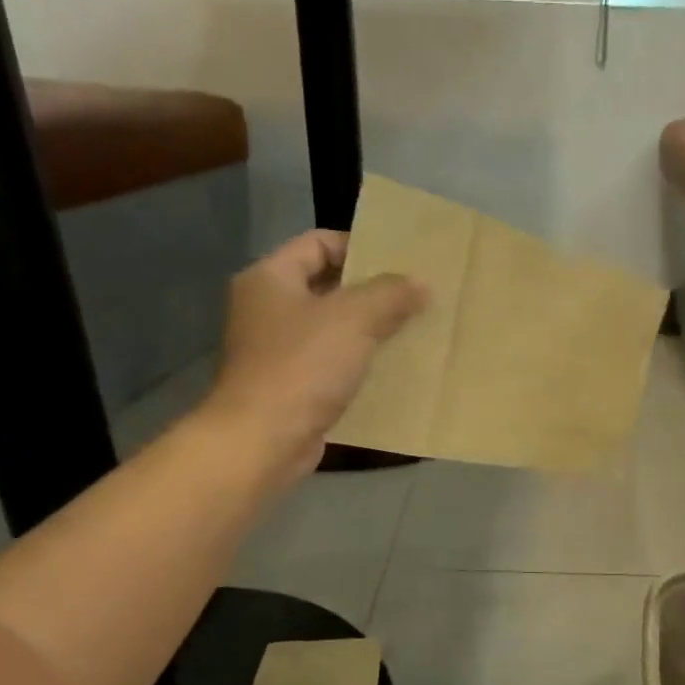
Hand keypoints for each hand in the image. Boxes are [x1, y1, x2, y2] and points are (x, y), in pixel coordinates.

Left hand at [196, 230, 426, 488]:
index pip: (318, 244)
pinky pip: (331, 366)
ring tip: (411, 333)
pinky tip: (392, 372)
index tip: (401, 263)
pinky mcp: (289, 388)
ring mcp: (275, 352)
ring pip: (332, 330)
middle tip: (415, 298)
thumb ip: (390, 295)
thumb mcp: (354, 319)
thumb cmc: (303, 367)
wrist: (264, 440)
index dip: (360, 247)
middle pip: (327, 287)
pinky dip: (358, 366)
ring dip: (369, 332)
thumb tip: (420, 283)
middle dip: (372, 293)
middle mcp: (266, 309)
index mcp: (270, 278)